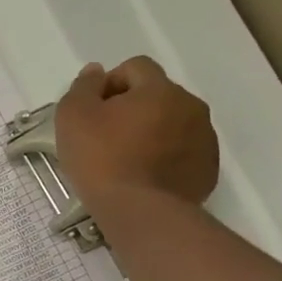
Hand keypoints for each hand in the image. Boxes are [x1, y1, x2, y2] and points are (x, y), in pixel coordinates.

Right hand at [54, 57, 219, 208]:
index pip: (135, 67)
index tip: (93, 112)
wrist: (141, 213)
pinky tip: (144, 178)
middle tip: (106, 138)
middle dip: (132, 109)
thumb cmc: (102, 159)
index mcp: (159, 89)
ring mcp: (204, 139)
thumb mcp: (73, 117)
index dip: (110, 84)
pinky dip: (165, 158)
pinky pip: (183, 152)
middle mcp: (190, 106)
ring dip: (151, 133)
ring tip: (126, 161)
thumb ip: (83, 87)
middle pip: (157, 95)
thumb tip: (95, 72)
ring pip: (172, 124)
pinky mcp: (207, 169)